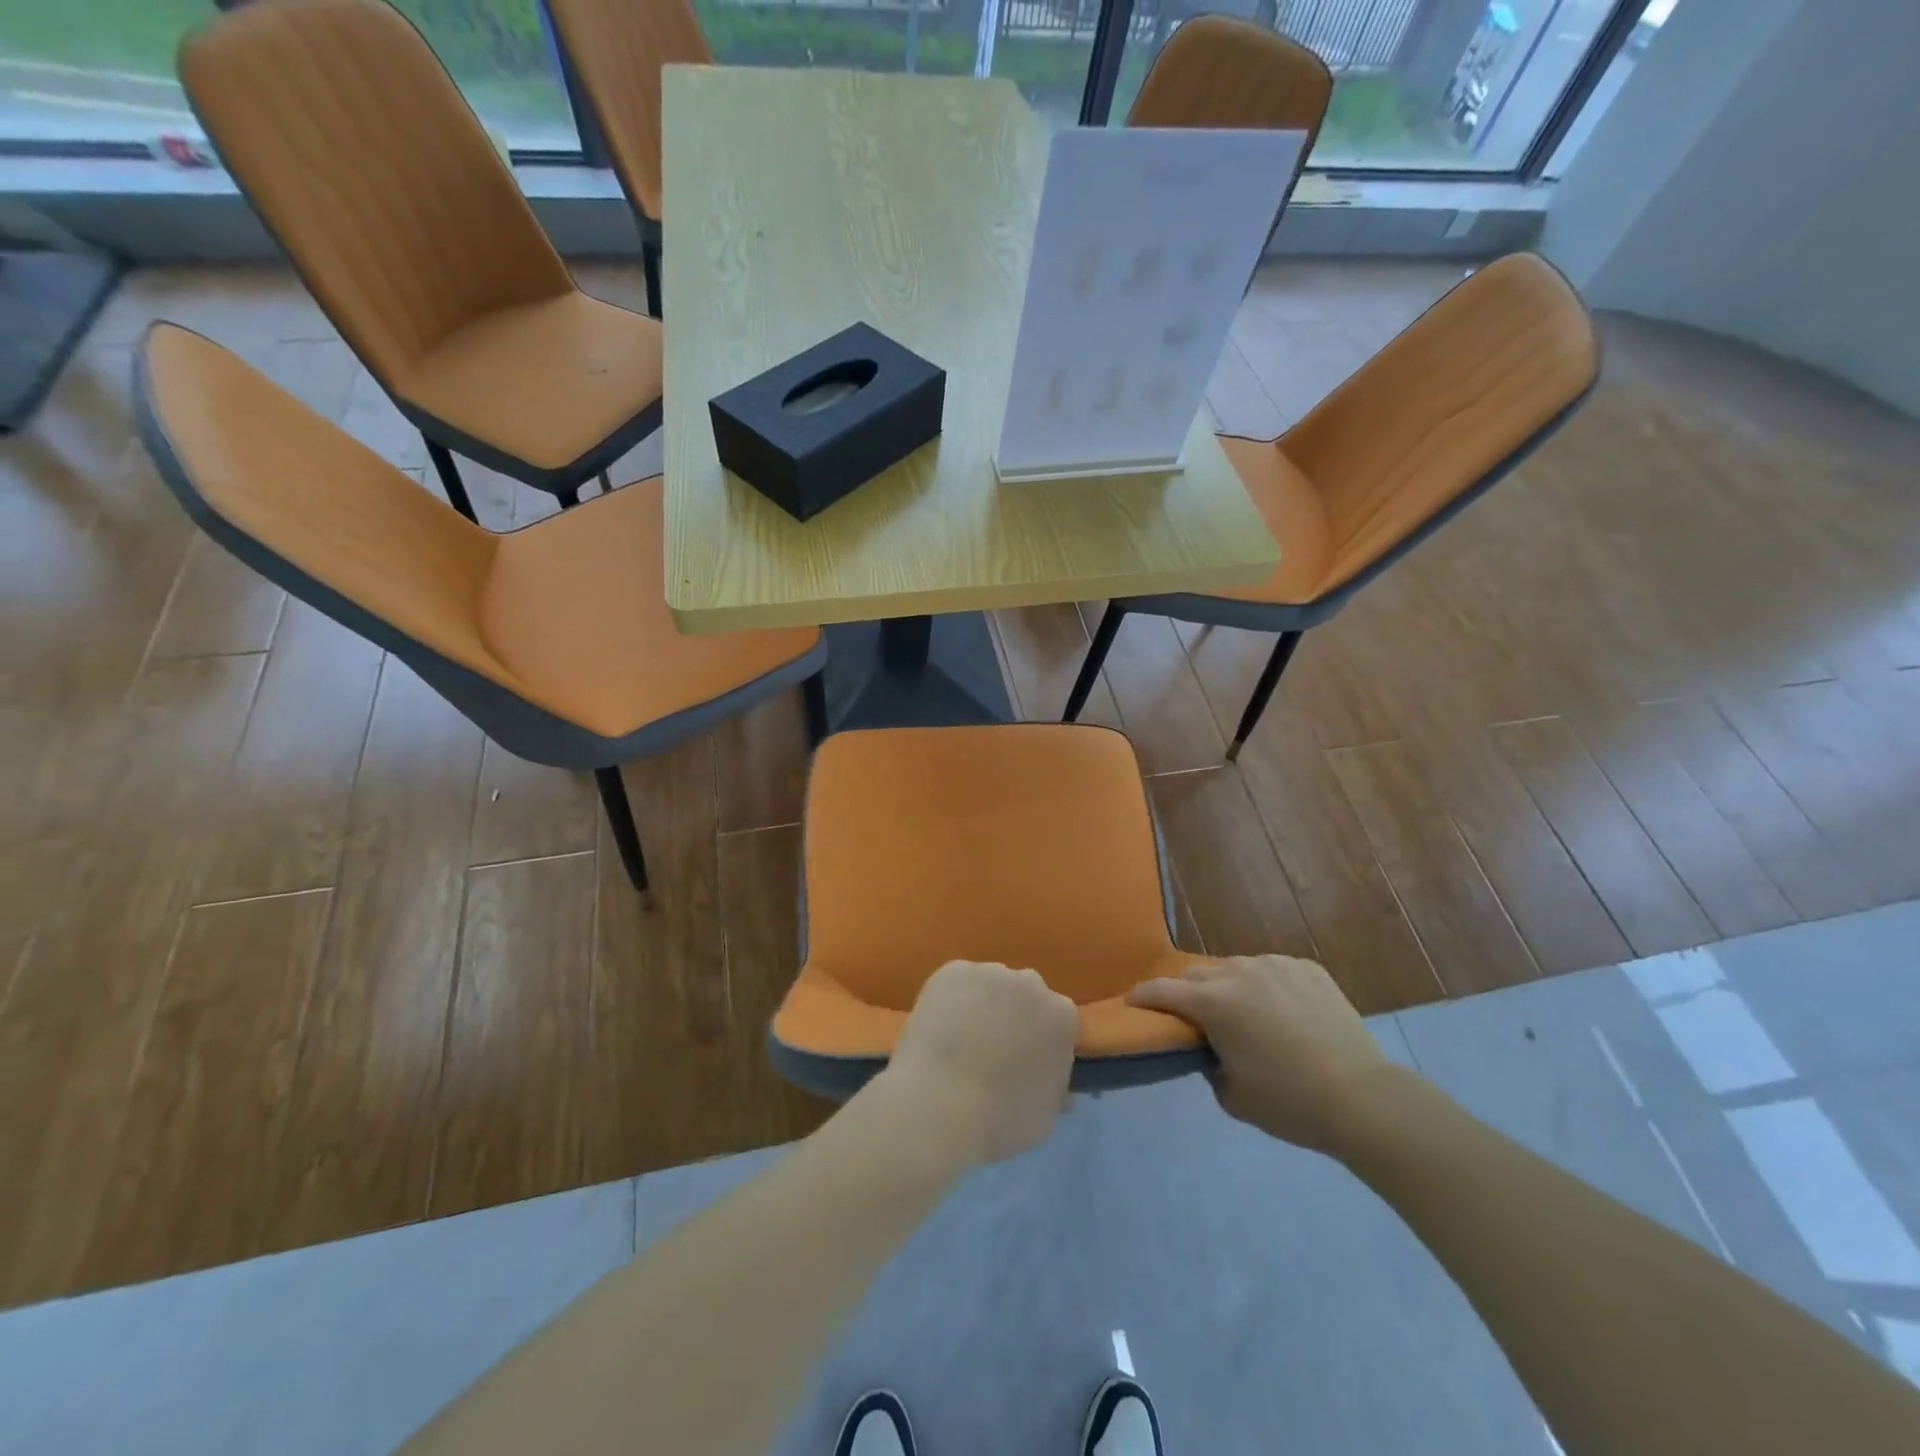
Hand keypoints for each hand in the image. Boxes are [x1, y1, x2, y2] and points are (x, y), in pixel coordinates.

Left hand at [881, 960, 1077, 1165]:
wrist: (940, 1102)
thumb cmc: (1000, 1118)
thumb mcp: (1044, 1116)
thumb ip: (1055, 1090)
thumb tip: (1057, 1084)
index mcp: (1061, 1015)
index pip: (1058, 1022)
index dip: (1041, 1042)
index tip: (1026, 1063)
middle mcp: (1030, 983)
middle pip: (1025, 996)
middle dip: (1014, 1016)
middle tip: (992, 1051)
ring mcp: (989, 972)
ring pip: (990, 987)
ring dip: (982, 1006)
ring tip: (960, 1041)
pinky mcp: (952, 970)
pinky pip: (957, 984)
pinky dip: (951, 1000)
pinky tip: (939, 1029)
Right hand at [1128, 955, 1393, 1153]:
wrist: (1364, 1099)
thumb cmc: (1289, 1103)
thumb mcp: (1232, 1095)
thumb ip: (1208, 1064)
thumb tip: (1211, 1049)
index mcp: (1214, 1002)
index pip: (1162, 990)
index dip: (1143, 997)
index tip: (1133, 1004)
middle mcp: (1240, 972)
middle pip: (1198, 974)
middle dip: (1187, 992)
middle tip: (1192, 1017)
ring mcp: (1277, 965)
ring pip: (1237, 968)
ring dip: (1228, 986)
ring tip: (1242, 1013)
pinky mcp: (1308, 968)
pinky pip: (1272, 970)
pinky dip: (1265, 986)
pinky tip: (1280, 1011)